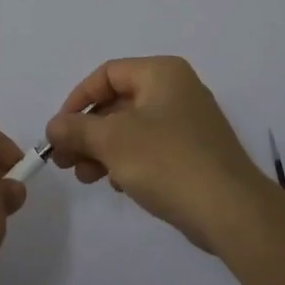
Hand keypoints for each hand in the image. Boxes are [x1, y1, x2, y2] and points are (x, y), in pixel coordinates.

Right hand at [44, 56, 275, 251]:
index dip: (78, 99)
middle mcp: (177, 90)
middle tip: (64, 160)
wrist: (231, 210)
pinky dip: (128, 161)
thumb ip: (77, 129)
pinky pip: (151, 148)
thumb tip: (53, 126)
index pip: (107, 73)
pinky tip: (117, 185)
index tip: (59, 130)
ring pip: (133, 128)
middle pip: (119, 102)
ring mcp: (189, 122)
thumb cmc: (168, 161)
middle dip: (87, 131)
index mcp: (161, 73)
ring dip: (103, 149)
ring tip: (84, 177)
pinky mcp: (194, 153)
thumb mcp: (112, 141)